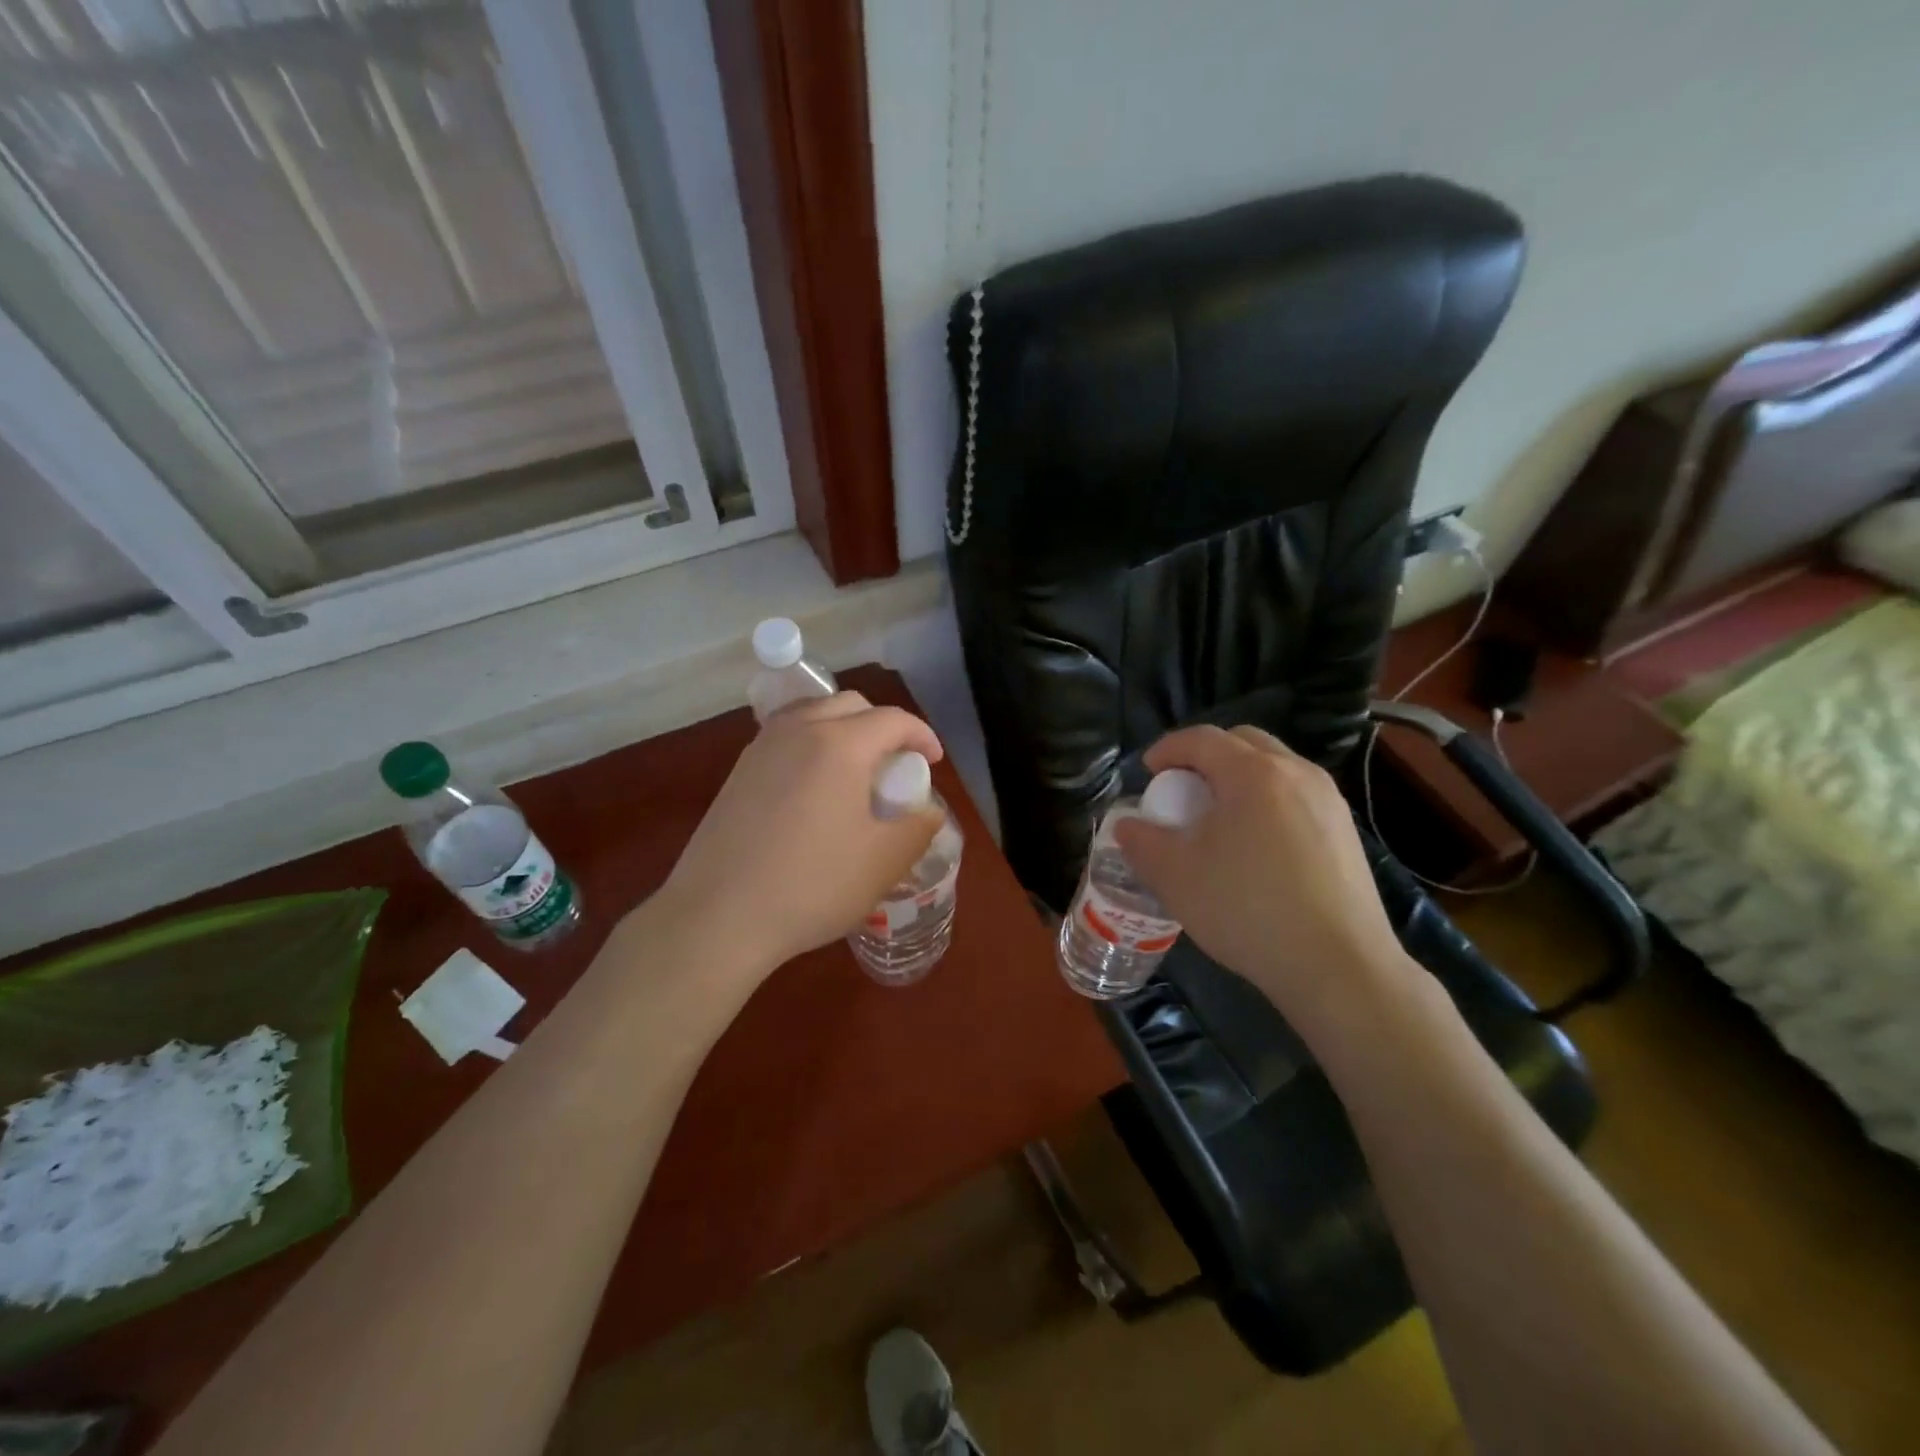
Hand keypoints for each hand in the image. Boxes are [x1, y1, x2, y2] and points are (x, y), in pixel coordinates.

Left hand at [655, 693, 945, 973]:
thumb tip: (928, 811)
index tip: (933, 762)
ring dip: (844, 730)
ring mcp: (762, 748)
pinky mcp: (738, 772)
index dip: (921, 735)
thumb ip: (918, 827)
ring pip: (813, 714)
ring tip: (855, 772)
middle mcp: (798, 730)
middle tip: (894, 766)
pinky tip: (813, 791)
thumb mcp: (883, 862)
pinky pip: (786, 737)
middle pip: (851, 705)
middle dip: (882, 726)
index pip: (893, 719)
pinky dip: (811, 745)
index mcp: (840, 744)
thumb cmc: (812, 885)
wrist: (717, 917)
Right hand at [1113, 725, 1413, 1020]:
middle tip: (1183, 789)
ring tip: (1219, 819)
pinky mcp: (1346, 832)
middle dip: (1206, 756)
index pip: (1202, 738)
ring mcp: (1329, 801)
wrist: (1339, 966)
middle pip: (1243, 742)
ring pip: (1275, 768)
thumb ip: (1141, 841)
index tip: (1147, 771)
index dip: (1168, 748)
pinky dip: (1267, 802)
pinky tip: (1256, 847)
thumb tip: (1127, 825)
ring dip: (1239, 778)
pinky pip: (1296, 796)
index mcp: (1253, 773)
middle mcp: (1296, 773)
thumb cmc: (1247, 909)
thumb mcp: (1174, 876)